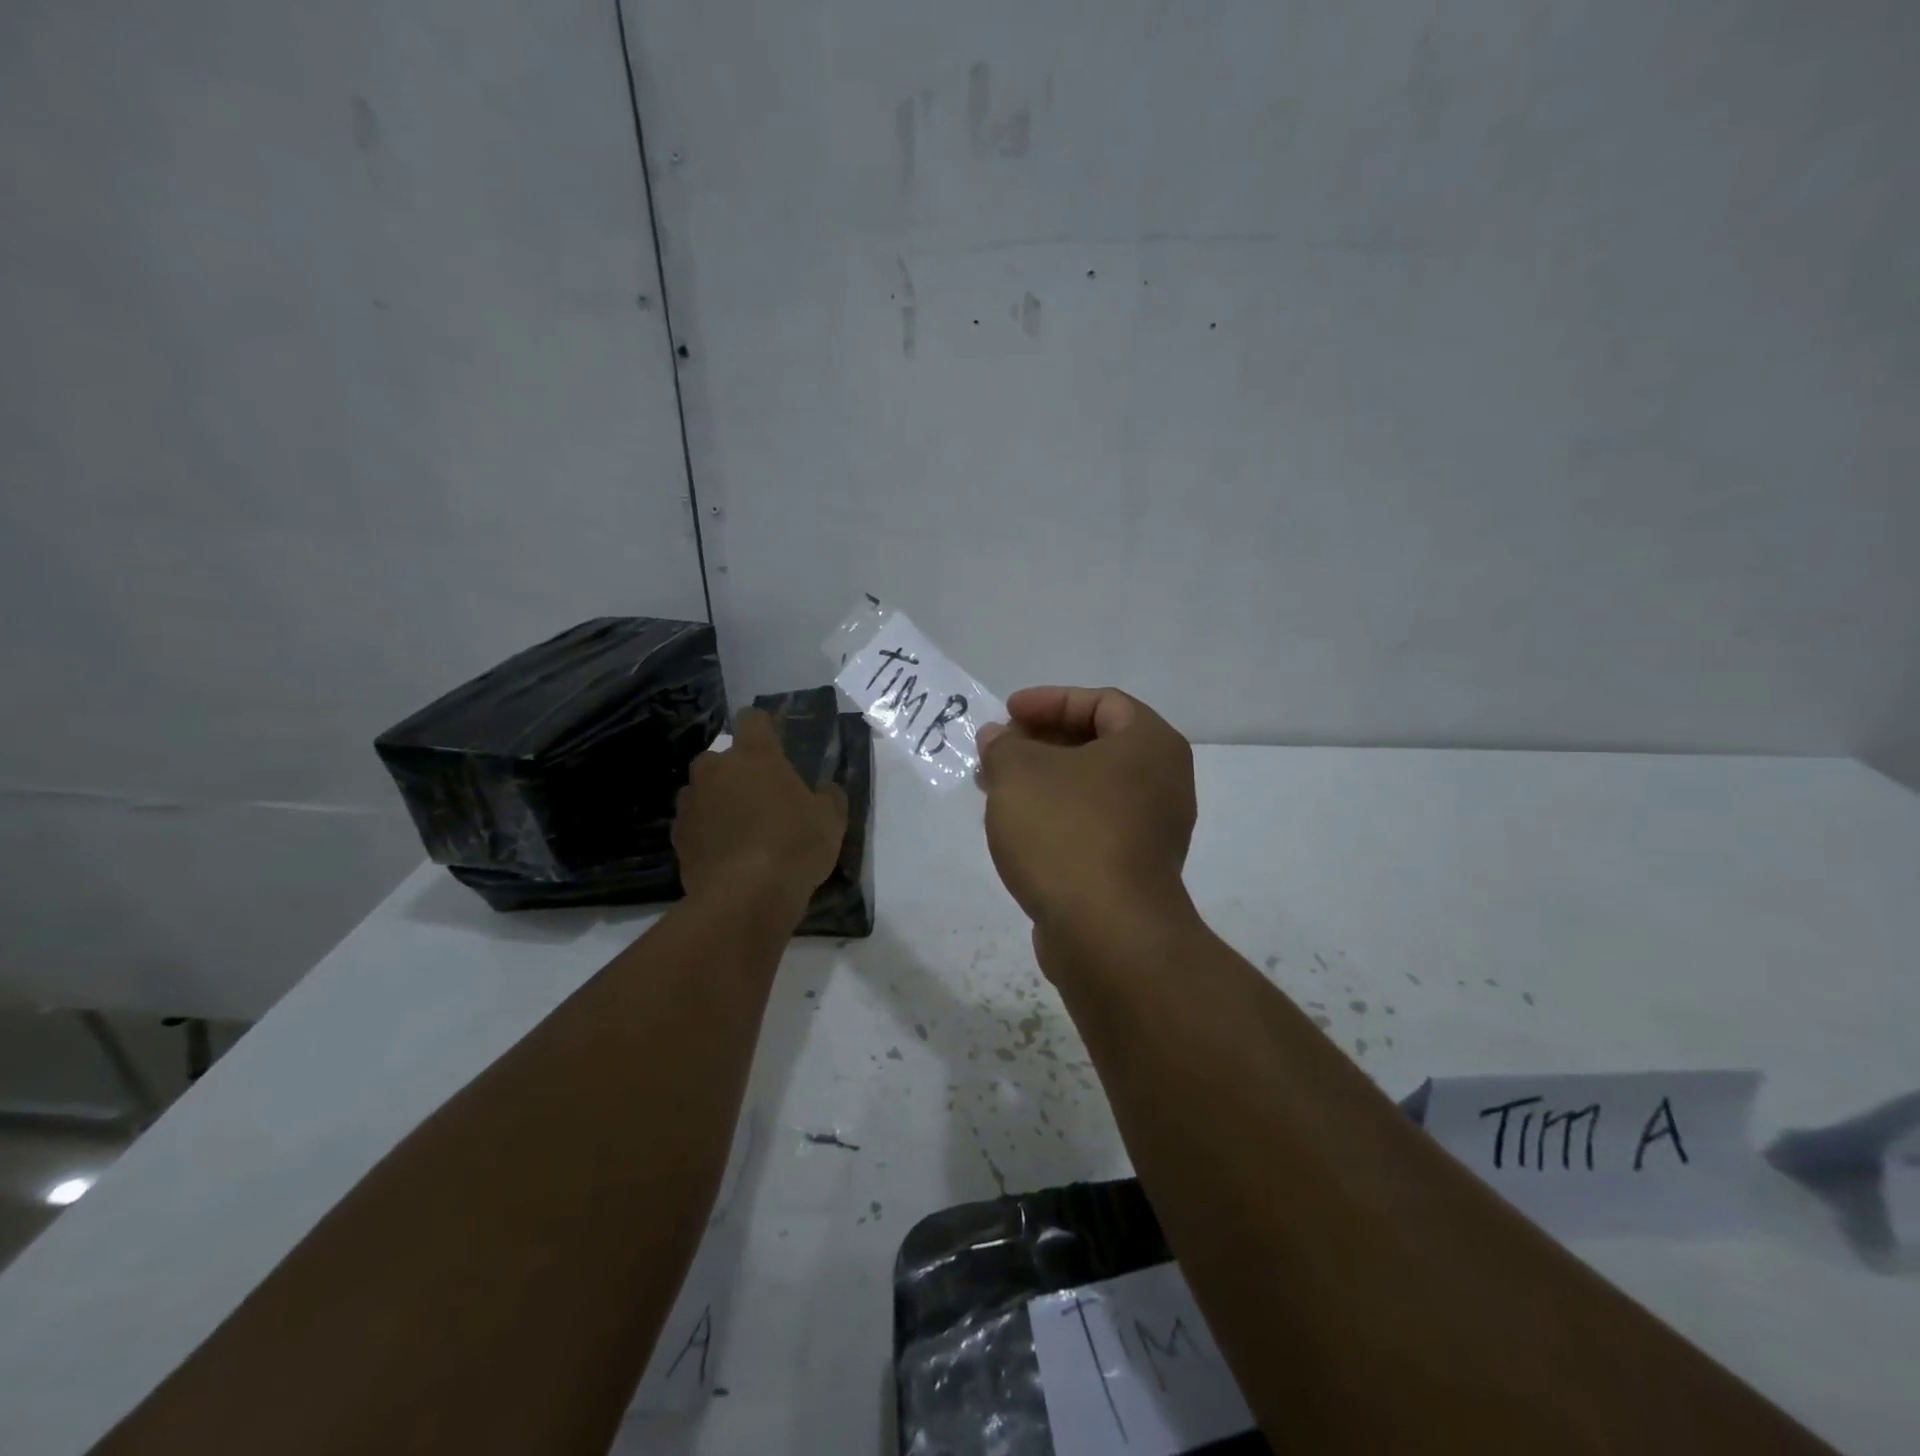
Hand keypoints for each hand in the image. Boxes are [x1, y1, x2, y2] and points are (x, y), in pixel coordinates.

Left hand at [673, 708, 847, 911]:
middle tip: (761, 796)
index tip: (775, 745)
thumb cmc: (794, 846)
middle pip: (721, 756)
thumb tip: (823, 789)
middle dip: (736, 770)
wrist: (744, 898)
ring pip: (703, 789)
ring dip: (718, 800)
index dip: (763, 728)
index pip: (752, 718)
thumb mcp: (831, 819)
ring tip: (740, 829)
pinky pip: (693, 823)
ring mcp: (691, 802)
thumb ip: (828, 795)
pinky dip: (706, 831)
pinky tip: (725, 853)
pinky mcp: (677, 837)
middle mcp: (716, 769)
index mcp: (755, 756)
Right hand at [977, 686, 1196, 942]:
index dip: (1049, 701)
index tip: (1007, 713)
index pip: (1101, 702)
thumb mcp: (1019, 773)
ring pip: (1091, 789)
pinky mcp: (1136, 870)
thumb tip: (998, 739)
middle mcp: (1163, 782)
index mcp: (1150, 745)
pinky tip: (1018, 829)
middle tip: (998, 751)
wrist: (1107, 933)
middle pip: (1097, 745)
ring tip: (996, 789)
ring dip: (1043, 782)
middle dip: (1040, 743)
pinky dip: (1057, 816)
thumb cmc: (1067, 831)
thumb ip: (1003, 746)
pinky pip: (1092, 825)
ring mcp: (1154, 831)